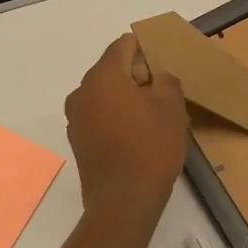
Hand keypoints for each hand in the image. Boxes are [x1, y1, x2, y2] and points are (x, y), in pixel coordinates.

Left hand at [64, 33, 188, 238]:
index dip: (145, 49)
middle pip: (112, 69)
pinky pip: (99, 116)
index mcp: (102, 76)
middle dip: (138, 76)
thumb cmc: (150, 147)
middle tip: (165, 95)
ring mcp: (76, 117)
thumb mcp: (171, 106)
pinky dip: (116, 117)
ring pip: (105, 94)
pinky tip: (138, 137)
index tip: (164, 66)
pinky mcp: (78, 140)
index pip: (123, 45)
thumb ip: (165, 78)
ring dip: (127, 98)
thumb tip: (155, 74)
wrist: (124, 202)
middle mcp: (82, 91)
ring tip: (154, 118)